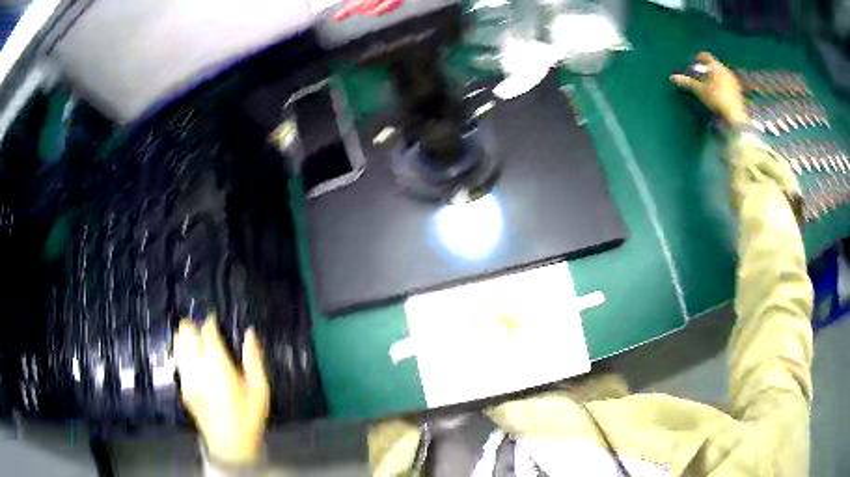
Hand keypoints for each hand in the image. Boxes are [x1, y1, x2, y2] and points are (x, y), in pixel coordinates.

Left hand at [174, 317, 269, 464]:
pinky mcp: (183, 387)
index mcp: (219, 368)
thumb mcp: (260, 390)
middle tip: (203, 327)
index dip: (209, 322)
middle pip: (186, 334)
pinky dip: (180, 351)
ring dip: (184, 336)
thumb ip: (254, 359)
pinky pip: (177, 360)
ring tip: (193, 336)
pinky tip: (188, 354)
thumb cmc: (248, 417)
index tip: (214, 319)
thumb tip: (250, 333)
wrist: (230, 445)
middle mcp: (199, 369)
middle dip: (193, 325)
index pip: (207, 333)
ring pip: (177, 345)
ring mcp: (187, 378)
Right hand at [670, 52, 748, 124]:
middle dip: (709, 68)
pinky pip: (729, 82)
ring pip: (723, 73)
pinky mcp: (739, 90)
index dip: (700, 58)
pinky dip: (724, 84)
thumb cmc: (716, 98)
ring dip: (717, 76)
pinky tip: (722, 93)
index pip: (706, 56)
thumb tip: (672, 77)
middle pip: (715, 64)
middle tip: (704, 75)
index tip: (697, 63)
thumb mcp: (700, 91)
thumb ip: (687, 82)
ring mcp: (733, 79)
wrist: (735, 114)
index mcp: (715, 66)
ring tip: (713, 85)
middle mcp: (725, 69)